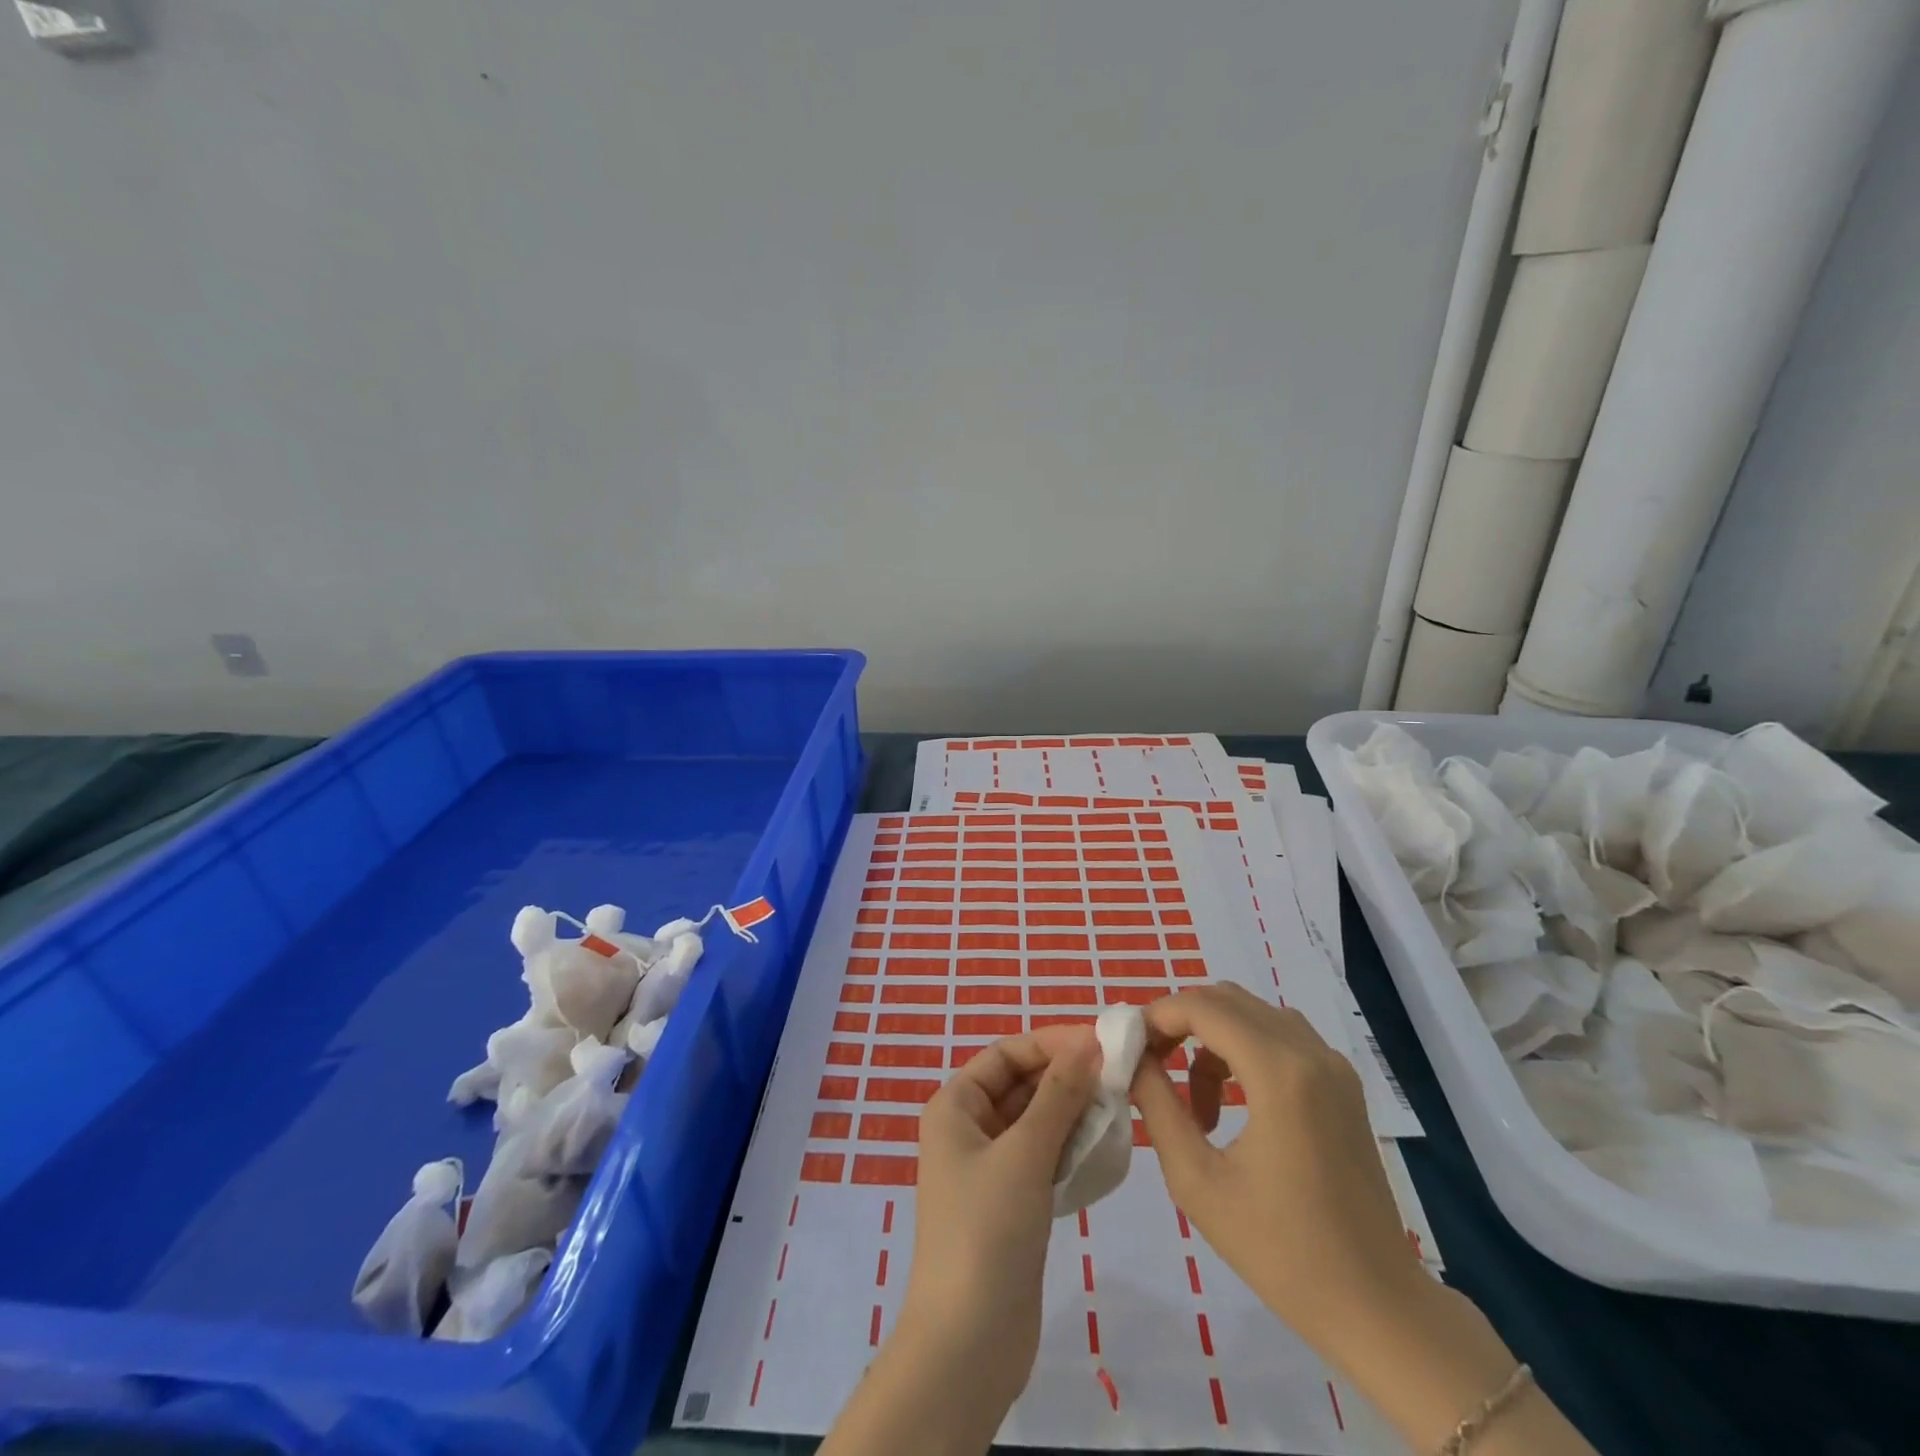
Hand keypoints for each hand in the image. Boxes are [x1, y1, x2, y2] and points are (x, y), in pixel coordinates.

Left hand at [822, 1026, 1098, 1455]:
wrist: (967, 1345)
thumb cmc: (986, 1231)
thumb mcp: (1024, 1153)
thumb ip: (1058, 1096)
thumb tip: (1087, 1043)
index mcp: (956, 1106)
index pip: (1007, 1054)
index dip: (1050, 1043)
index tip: (1100, 1042)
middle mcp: (970, 1129)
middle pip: (1023, 1085)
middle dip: (1067, 1078)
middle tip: (1120, 1076)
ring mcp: (992, 1169)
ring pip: (1038, 1122)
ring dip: (1075, 1113)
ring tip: (1121, 1108)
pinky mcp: (1013, 1204)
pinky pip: (1045, 1158)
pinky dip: (1073, 1149)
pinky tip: (1107, 1149)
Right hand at [1133, 986, 1595, 1454]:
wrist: (1376, 1306)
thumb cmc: (1280, 1251)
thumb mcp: (1197, 1180)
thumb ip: (1157, 1106)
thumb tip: (1132, 1059)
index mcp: (1279, 1072)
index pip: (1202, 1007)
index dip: (1157, 1016)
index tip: (1128, 1048)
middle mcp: (1310, 1052)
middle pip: (1227, 999)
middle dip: (1179, 1020)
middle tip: (1150, 1063)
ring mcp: (1333, 1065)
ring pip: (1252, 1013)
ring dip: (1210, 1035)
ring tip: (1191, 1097)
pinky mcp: (1342, 1083)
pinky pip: (1280, 1036)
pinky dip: (1243, 1048)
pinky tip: (1232, 1102)